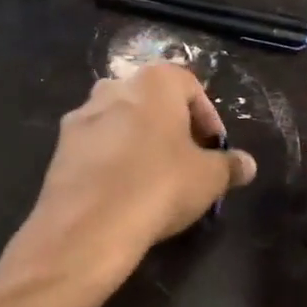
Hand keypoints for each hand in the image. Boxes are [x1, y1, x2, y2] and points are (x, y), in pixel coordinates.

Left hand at [10, 62, 256, 283]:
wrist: (89, 224)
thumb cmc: (160, 186)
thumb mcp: (209, 178)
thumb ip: (229, 165)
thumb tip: (246, 164)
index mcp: (154, 82)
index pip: (190, 87)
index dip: (208, 118)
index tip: (215, 149)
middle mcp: (114, 86)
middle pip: (152, 101)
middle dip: (171, 127)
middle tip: (187, 161)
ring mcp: (82, 114)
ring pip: (120, 121)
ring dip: (139, 141)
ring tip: (154, 177)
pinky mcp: (60, 146)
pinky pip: (96, 145)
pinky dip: (111, 159)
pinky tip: (122, 190)